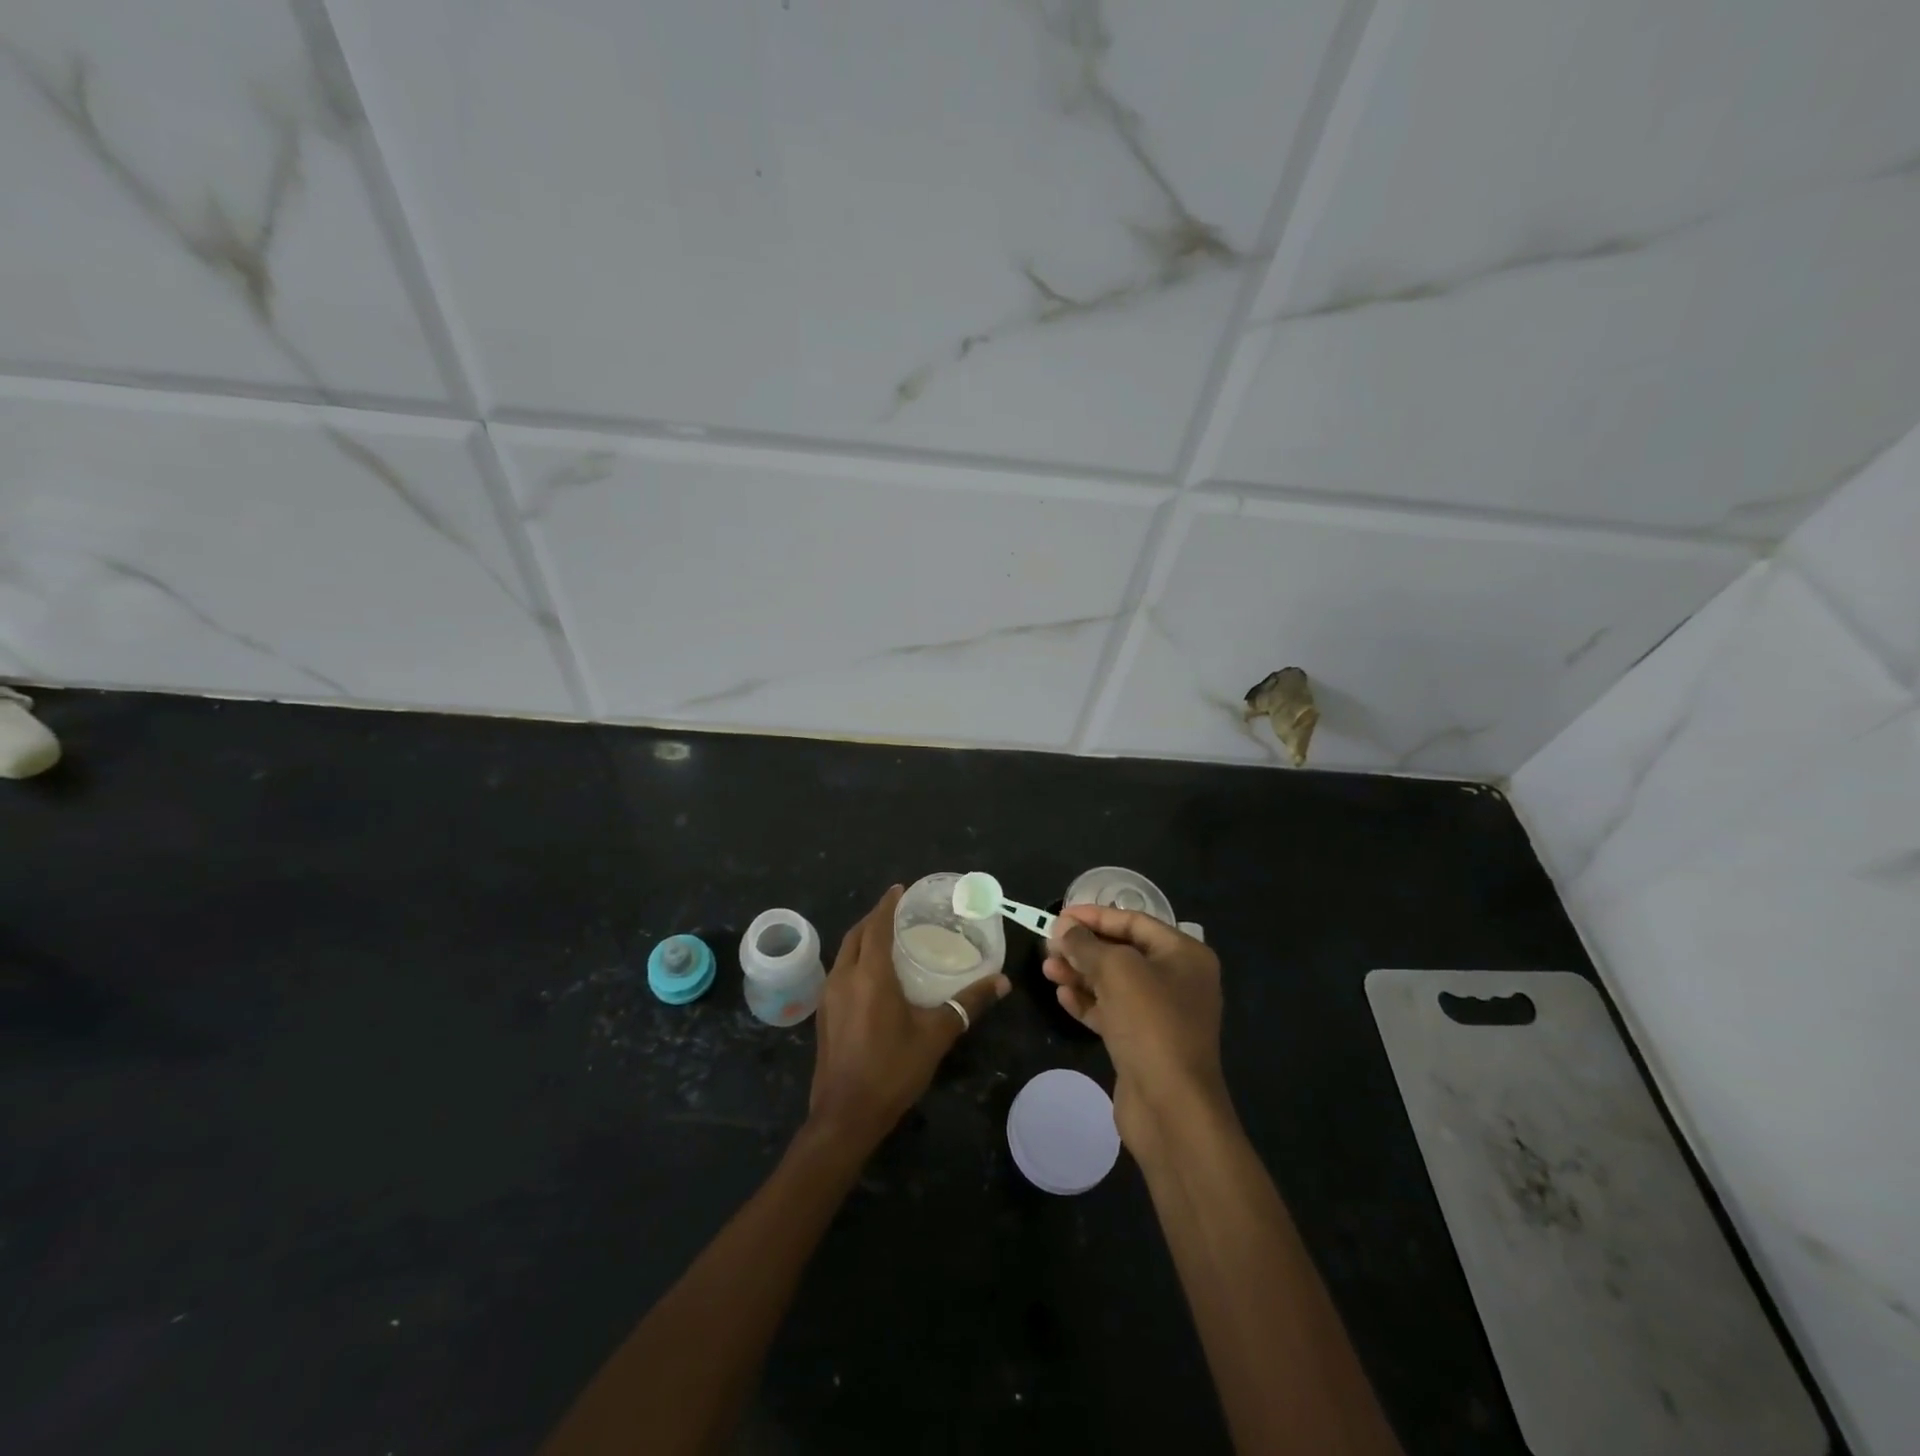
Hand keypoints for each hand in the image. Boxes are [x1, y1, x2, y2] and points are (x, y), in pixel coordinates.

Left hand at [807, 885, 1009, 1150]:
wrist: (845, 1115)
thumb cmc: (892, 1070)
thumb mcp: (936, 1035)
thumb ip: (968, 1005)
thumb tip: (1002, 983)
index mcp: (870, 975)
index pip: (876, 925)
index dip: (887, 904)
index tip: (900, 889)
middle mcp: (844, 977)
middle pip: (856, 934)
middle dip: (874, 918)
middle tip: (898, 912)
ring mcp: (829, 996)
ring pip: (845, 952)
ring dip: (862, 938)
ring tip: (887, 937)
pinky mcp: (824, 1014)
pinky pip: (840, 971)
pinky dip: (855, 958)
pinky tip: (871, 974)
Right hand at [1042, 905, 1228, 1156]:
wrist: (1171, 1107)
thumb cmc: (1150, 1023)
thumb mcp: (1116, 971)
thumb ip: (1086, 944)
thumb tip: (1063, 928)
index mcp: (1183, 954)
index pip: (1134, 921)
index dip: (1095, 915)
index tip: (1059, 916)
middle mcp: (1177, 980)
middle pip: (1122, 952)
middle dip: (1084, 948)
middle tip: (1048, 945)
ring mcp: (1161, 1014)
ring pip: (1113, 983)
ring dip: (1080, 974)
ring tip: (1047, 969)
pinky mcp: (1144, 1042)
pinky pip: (1112, 1012)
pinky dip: (1087, 1002)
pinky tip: (1062, 996)